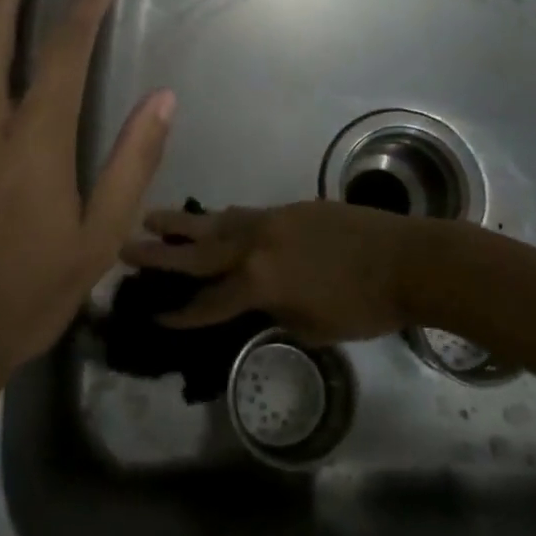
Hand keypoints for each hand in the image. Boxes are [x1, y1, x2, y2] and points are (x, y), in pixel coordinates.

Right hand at [119, 201, 415, 343]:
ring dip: (184, 222)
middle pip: (198, 250)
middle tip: (126, 246)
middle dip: (160, 252)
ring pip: (218, 221)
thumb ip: (277, 315)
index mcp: (260, 281)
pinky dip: (223, 220)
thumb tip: (261, 305)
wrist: (409, 259)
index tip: (153, 316)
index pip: (209, 302)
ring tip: (153, 216)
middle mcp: (257, 245)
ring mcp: (273, 220)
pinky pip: (245, 214)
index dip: (180, 313)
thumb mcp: (314, 327)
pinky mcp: (291, 208)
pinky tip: (214, 220)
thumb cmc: (365, 306)